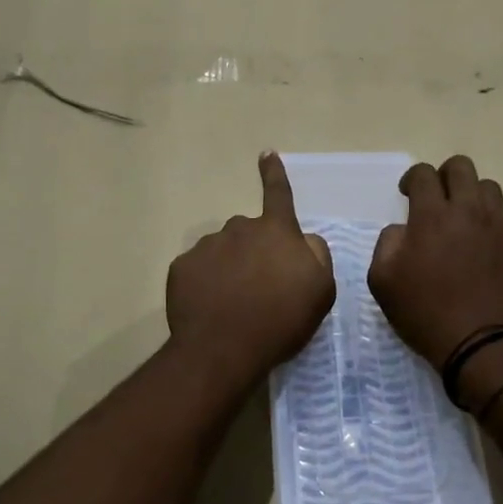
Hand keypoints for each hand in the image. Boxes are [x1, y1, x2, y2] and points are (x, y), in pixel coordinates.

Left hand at [166, 153, 335, 388]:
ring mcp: (207, 246)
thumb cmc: (280, 320)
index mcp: (276, 231)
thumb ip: (317, 256)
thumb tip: (305, 239)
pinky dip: (206, 284)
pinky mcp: (182, 267)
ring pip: (223, 250)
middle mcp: (240, 229)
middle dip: (255, 251)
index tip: (266, 153)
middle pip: (250, 232)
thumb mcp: (320, 291)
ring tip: (235, 304)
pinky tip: (212, 308)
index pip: (278, 193)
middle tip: (260, 289)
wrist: (222, 350)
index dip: (275, 174)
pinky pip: (199, 269)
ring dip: (230, 268)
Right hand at [369, 156, 502, 365]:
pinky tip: (480, 251)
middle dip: (444, 175)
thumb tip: (404, 230)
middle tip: (436, 198)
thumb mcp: (383, 281)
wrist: (482, 345)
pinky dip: (488, 226)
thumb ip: (387, 243)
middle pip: (462, 167)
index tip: (407, 194)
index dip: (412, 178)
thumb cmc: (425, 313)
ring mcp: (499, 228)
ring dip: (471, 195)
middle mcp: (469, 212)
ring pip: (489, 188)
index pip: (424, 174)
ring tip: (462, 219)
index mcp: (433, 216)